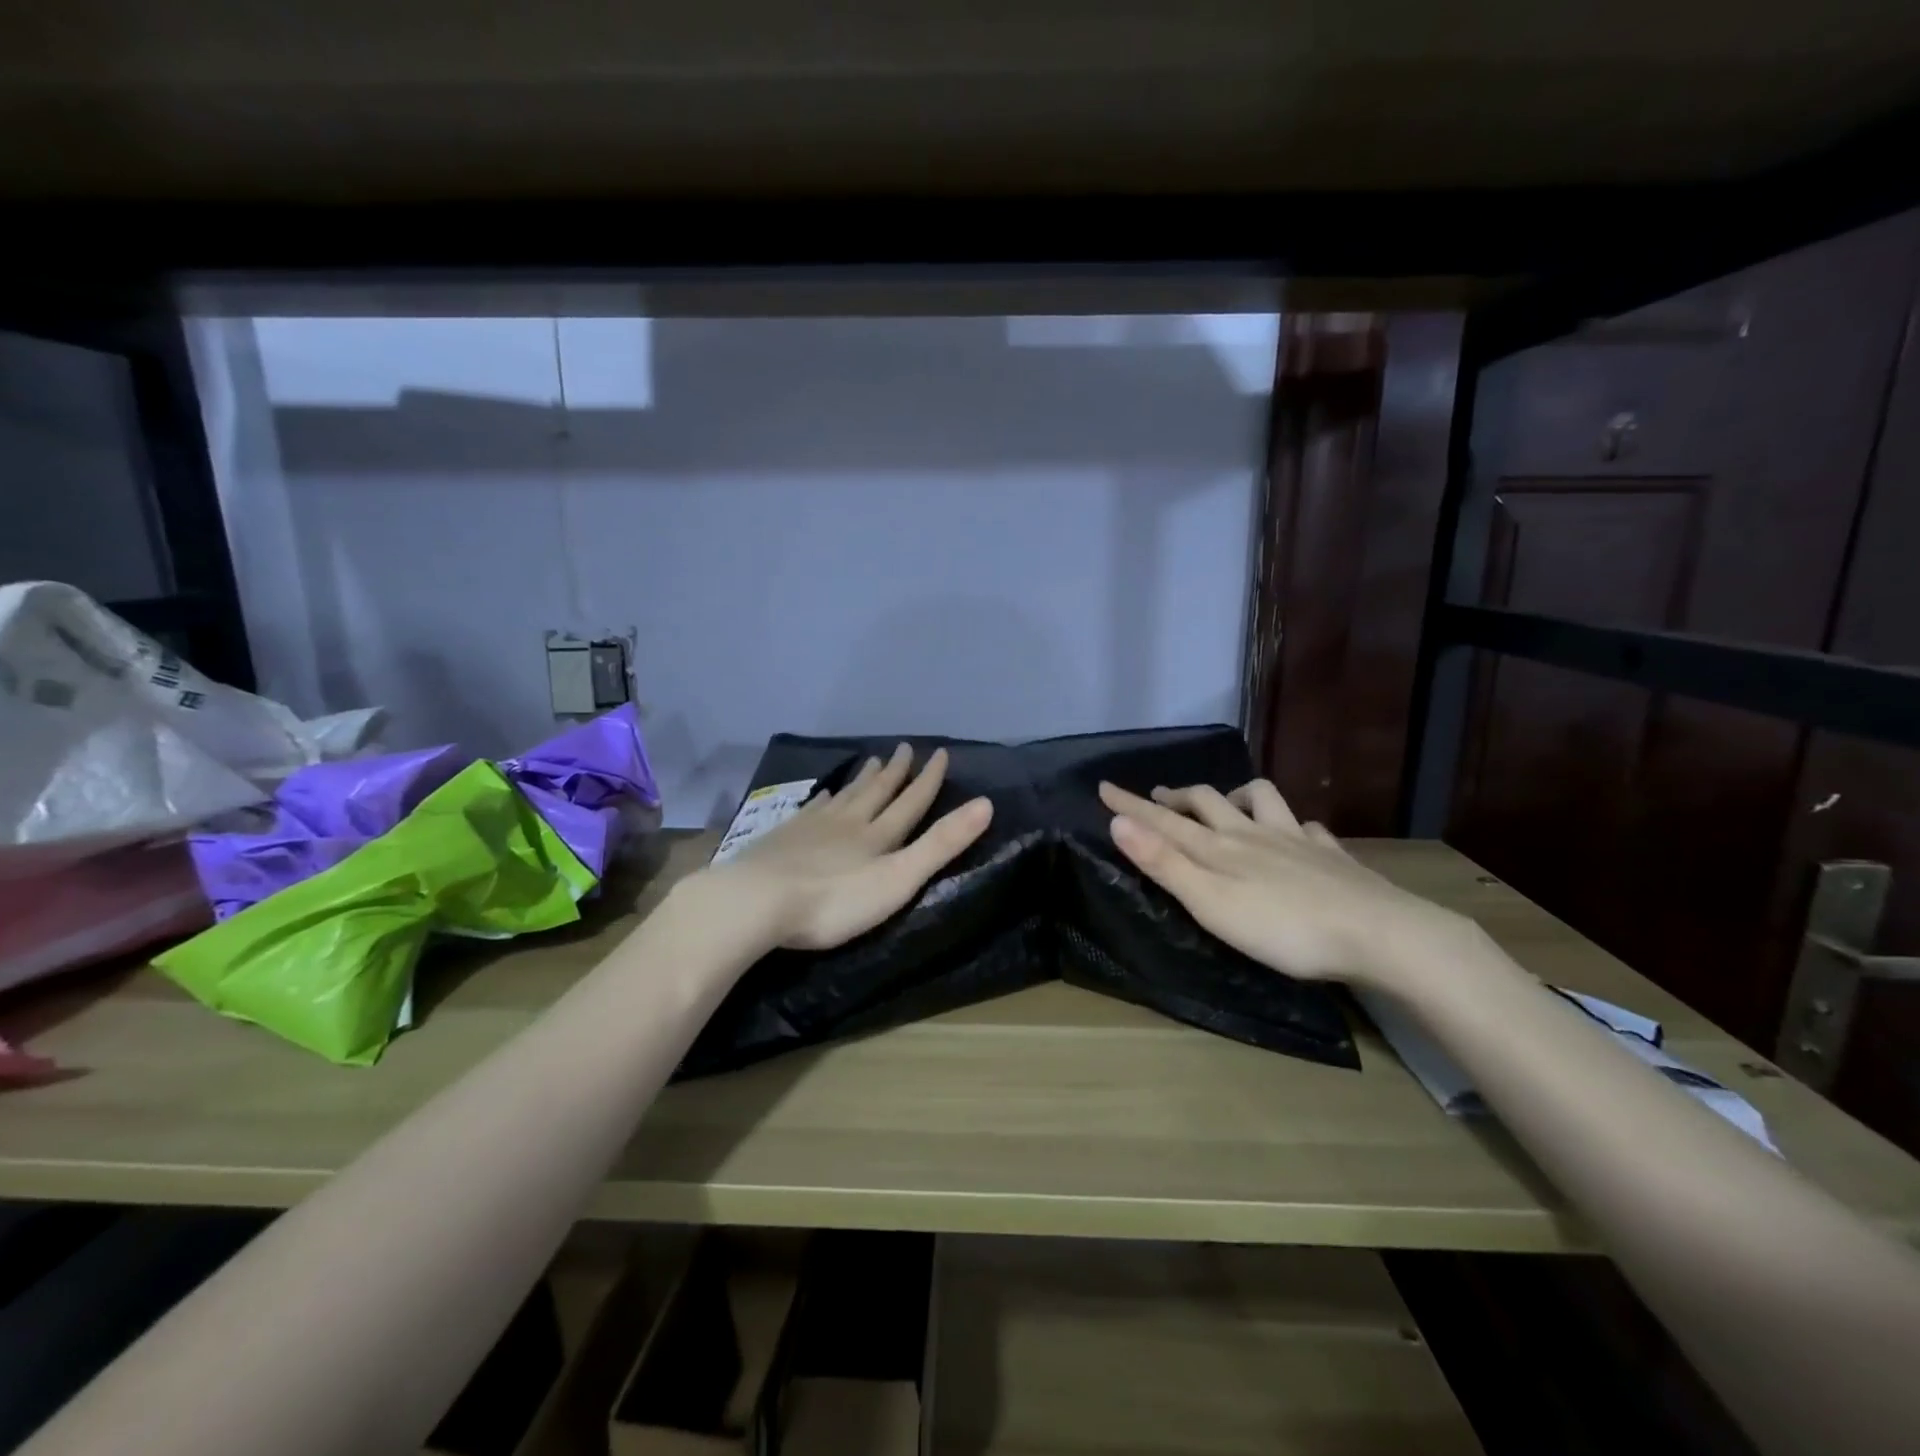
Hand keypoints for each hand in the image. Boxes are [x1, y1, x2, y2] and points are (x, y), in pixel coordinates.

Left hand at [707, 744, 993, 951]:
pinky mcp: (785, 837)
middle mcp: (850, 822)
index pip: (911, 800)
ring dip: (864, 779)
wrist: (757, 900)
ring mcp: (814, 827)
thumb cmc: (835, 900)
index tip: (940, 752)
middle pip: (878, 791)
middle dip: (897, 771)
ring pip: (847, 796)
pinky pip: (813, 809)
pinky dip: (826, 798)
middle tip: (906, 748)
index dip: (929, 778)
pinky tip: (825, 794)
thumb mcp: (898, 879)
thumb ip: (940, 845)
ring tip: (874, 760)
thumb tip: (986, 804)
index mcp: (879, 835)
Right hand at [1097, 779, 1466, 988]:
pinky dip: (1293, 824)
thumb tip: (1119, 822)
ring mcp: (1296, 841)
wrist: (1378, 934)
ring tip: (1225, 803)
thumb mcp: (1210, 902)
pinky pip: (1308, 827)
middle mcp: (1253, 834)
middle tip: (1158, 796)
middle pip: (1207, 802)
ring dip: (1235, 796)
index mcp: (1219, 848)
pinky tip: (1297, 833)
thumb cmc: (1283, 927)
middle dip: (1177, 796)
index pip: (1164, 819)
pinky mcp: (1331, 857)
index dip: (1131, 804)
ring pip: (1261, 800)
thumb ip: (1164, 863)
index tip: (1103, 786)